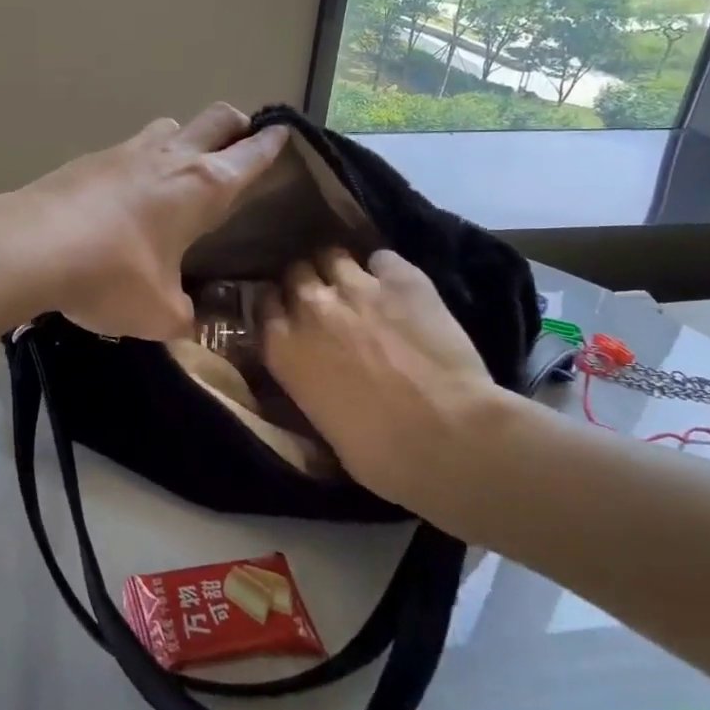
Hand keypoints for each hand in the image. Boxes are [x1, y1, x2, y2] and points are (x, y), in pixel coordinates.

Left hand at [8, 104, 289, 339]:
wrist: (30, 246)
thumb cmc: (111, 276)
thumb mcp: (159, 314)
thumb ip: (185, 315)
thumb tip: (189, 319)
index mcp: (203, 186)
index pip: (251, 154)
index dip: (272, 143)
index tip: (284, 134)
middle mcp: (171, 157)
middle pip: (217, 117)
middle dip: (236, 126)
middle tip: (239, 147)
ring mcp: (127, 150)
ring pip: (171, 126)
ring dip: (185, 139)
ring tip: (180, 173)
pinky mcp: (91, 158)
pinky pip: (130, 148)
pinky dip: (142, 161)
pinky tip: (128, 195)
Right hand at [259, 249, 516, 516]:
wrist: (446, 436)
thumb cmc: (379, 453)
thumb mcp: (321, 423)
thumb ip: (310, 382)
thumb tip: (320, 375)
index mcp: (283, 348)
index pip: (262, 304)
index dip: (278, 306)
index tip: (289, 314)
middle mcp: (311, 307)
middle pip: (296, 272)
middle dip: (307, 283)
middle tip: (327, 302)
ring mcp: (356, 286)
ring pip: (333, 256)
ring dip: (341, 270)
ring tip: (360, 287)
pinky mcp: (402, 278)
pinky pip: (383, 258)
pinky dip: (386, 270)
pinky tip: (399, 288)